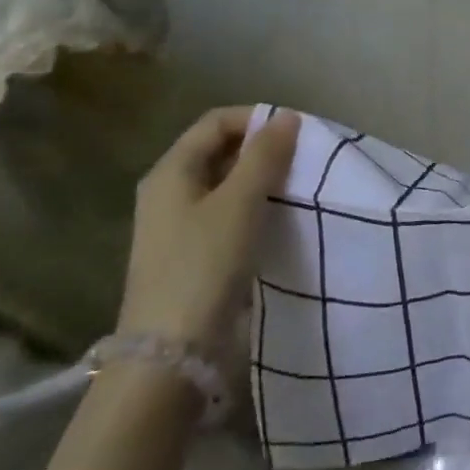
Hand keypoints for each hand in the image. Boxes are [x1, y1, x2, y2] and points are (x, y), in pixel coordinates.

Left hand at [117, 107, 299, 348]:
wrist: (171, 353)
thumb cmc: (204, 264)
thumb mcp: (240, 202)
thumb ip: (265, 155)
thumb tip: (286, 116)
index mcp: (170, 171)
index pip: (217, 121)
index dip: (257, 118)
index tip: (297, 133)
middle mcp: (168, 191)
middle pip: (220, 150)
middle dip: (262, 148)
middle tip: (302, 159)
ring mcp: (176, 225)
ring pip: (225, 183)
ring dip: (260, 178)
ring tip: (296, 186)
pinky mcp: (189, 254)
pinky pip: (225, 213)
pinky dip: (253, 206)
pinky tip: (277, 219)